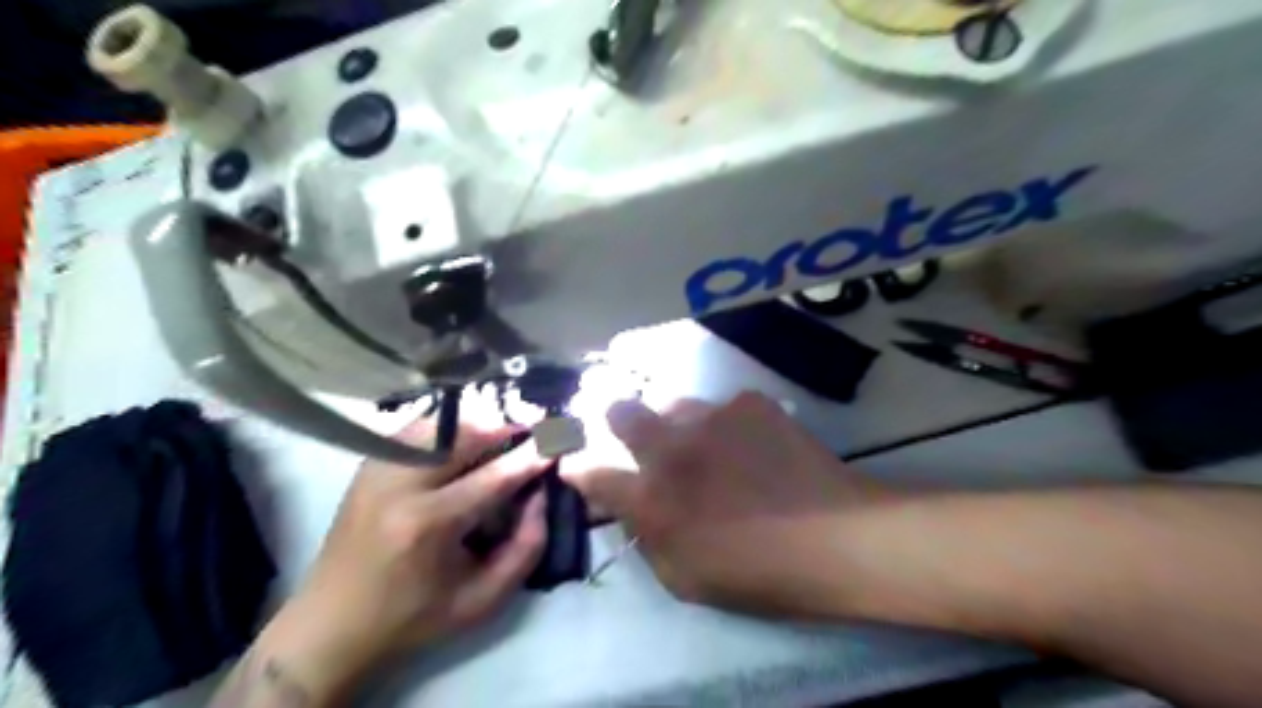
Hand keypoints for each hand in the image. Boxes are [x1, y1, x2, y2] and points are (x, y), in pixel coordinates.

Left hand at [255, 418, 552, 700]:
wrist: (332, 625)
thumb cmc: (414, 617)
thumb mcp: (483, 600)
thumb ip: (526, 547)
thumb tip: (542, 494)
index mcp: (428, 525)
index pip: (493, 476)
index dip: (531, 457)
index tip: (556, 446)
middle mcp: (399, 486)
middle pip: (465, 435)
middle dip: (506, 429)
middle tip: (533, 434)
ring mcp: (378, 470)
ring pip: (440, 424)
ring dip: (478, 426)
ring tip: (501, 438)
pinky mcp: (367, 466)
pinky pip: (417, 429)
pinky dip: (448, 428)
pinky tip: (464, 441)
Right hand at [561, 393, 896, 619]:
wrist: (834, 538)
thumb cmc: (758, 574)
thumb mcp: (685, 579)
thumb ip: (648, 540)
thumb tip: (633, 512)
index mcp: (651, 498)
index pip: (592, 473)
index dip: (577, 466)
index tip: (572, 461)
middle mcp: (670, 448)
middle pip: (621, 412)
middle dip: (617, 419)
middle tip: (632, 431)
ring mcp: (711, 419)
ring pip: (672, 403)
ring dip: (676, 422)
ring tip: (704, 442)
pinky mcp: (749, 404)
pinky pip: (724, 406)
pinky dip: (727, 423)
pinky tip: (751, 442)